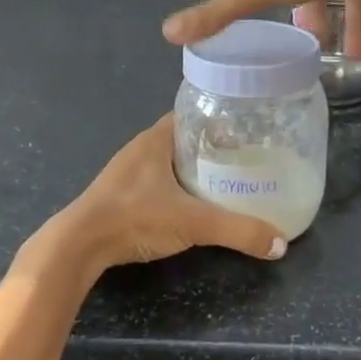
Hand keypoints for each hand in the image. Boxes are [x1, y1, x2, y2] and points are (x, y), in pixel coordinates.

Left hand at [44, 115, 286, 278]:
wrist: (79, 246)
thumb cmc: (135, 217)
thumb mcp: (194, 223)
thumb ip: (238, 231)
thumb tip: (281, 244)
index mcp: (156, 138)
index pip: (193, 113)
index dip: (220, 118)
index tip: (247, 129)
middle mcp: (141, 147)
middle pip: (185, 138)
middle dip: (213, 145)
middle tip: (245, 157)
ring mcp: (128, 171)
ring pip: (170, 161)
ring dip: (194, 167)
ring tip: (227, 179)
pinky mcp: (121, 194)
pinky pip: (157, 180)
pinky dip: (178, 186)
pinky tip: (193, 202)